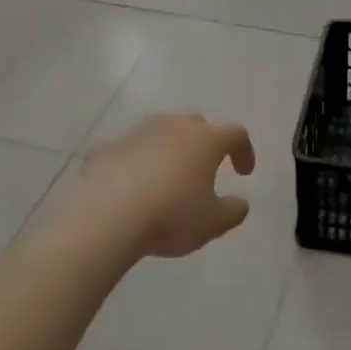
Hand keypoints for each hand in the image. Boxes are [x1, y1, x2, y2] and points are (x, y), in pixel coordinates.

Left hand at [78, 114, 255, 260]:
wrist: (106, 216)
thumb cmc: (171, 216)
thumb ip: (233, 211)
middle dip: (205, 144)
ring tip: (167, 178)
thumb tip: (240, 203)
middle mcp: (173, 126)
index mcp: (205, 140)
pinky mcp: (106, 147)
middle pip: (196, 126)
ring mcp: (136, 133)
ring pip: (160, 133)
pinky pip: (128, 151)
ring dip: (169, 150)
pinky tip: (131, 188)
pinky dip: (135, 164)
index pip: (235, 134)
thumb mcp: (213, 223)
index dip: (244, 151)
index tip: (244, 173)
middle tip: (205, 170)